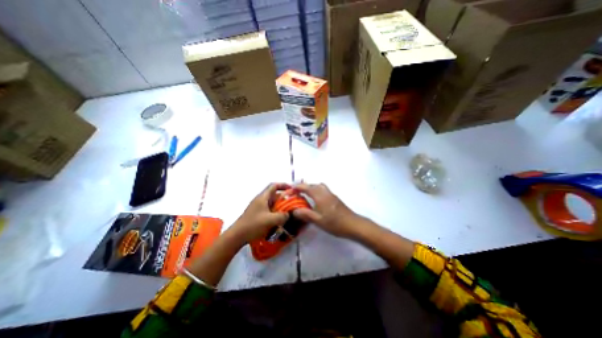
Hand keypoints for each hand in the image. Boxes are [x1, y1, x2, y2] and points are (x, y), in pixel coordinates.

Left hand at [229, 183, 290, 243]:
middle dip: (284, 198)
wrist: (237, 236)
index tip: (292, 189)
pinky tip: (280, 220)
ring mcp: (259, 207)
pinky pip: (270, 210)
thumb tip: (289, 214)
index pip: (274, 186)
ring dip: (280, 206)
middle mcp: (261, 200)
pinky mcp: (258, 214)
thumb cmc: (253, 225)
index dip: (283, 185)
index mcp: (263, 197)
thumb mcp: (270, 220)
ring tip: (288, 212)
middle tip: (293, 204)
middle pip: (274, 195)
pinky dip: (276, 212)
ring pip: (272, 203)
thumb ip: (282, 216)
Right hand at [292, 184, 361, 238]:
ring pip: (318, 186)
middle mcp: (325, 192)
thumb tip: (294, 211)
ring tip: (305, 196)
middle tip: (296, 194)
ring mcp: (331, 194)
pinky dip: (316, 191)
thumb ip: (305, 214)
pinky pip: (323, 190)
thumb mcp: (317, 220)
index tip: (290, 190)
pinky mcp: (335, 198)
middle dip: (303, 187)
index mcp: (319, 195)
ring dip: (311, 188)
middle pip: (312, 185)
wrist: (353, 224)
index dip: (297, 187)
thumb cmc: (334, 223)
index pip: (306, 187)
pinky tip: (316, 201)